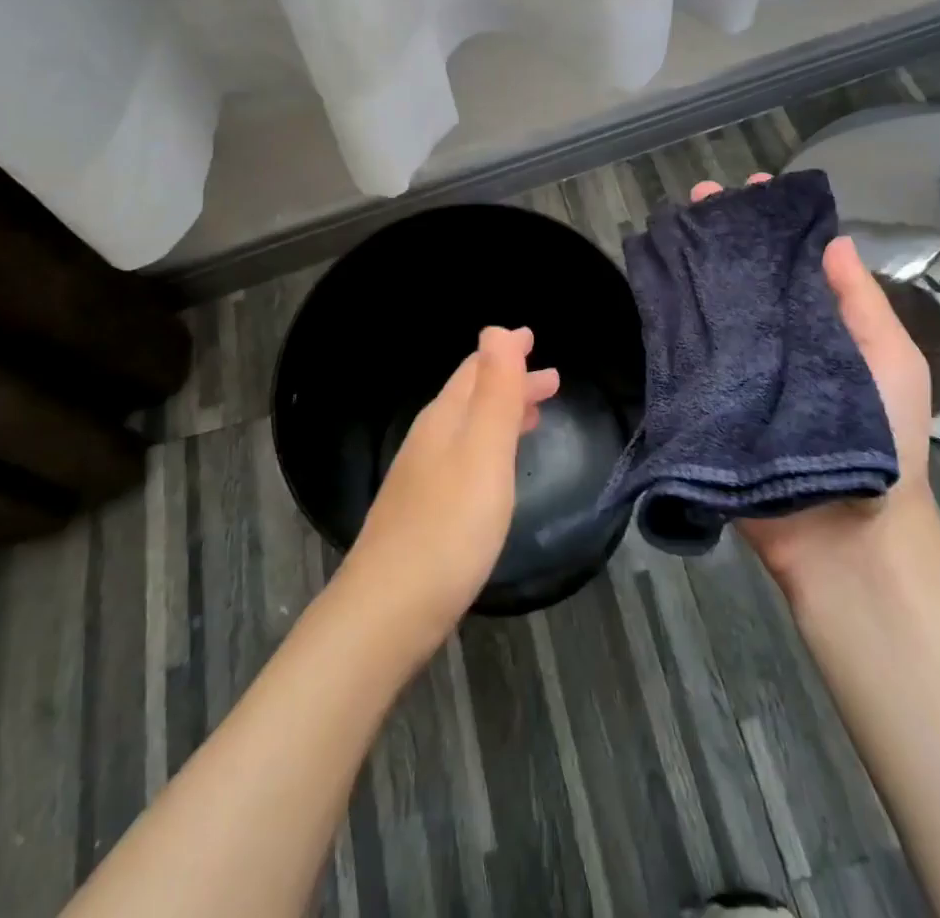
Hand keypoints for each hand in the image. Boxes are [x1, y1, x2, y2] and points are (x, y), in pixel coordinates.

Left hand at [342, 326, 559, 650]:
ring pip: (468, 429)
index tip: (532, 337)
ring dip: (502, 414)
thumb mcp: (483, 452)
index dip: (505, 351)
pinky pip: (464, 459)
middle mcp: (429, 440)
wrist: (388, 611)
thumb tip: (496, 329)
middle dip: (510, 382)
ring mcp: (421, 477)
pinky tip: (497, 471)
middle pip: (472, 396)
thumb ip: (495, 392)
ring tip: (534, 415)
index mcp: (444, 419)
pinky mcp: (423, 512)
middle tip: (551, 381)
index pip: (476, 368)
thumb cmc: (449, 527)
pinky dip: (489, 447)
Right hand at [685, 177, 939, 599]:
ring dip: (692, 266)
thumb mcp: (890, 361)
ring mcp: (737, 367)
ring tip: (672, 228)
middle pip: (743, 276)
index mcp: (819, 326)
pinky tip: (652, 282)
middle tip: (699, 200)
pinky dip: (668, 316)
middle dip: (724, 235)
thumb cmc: (883, 441)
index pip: (791, 261)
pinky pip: (684, 351)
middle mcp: (774, 338)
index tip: (754, 188)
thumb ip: (859, 303)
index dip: (773, 224)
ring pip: (709, 305)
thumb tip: (832, 239)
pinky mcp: (706, 397)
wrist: (843, 534)